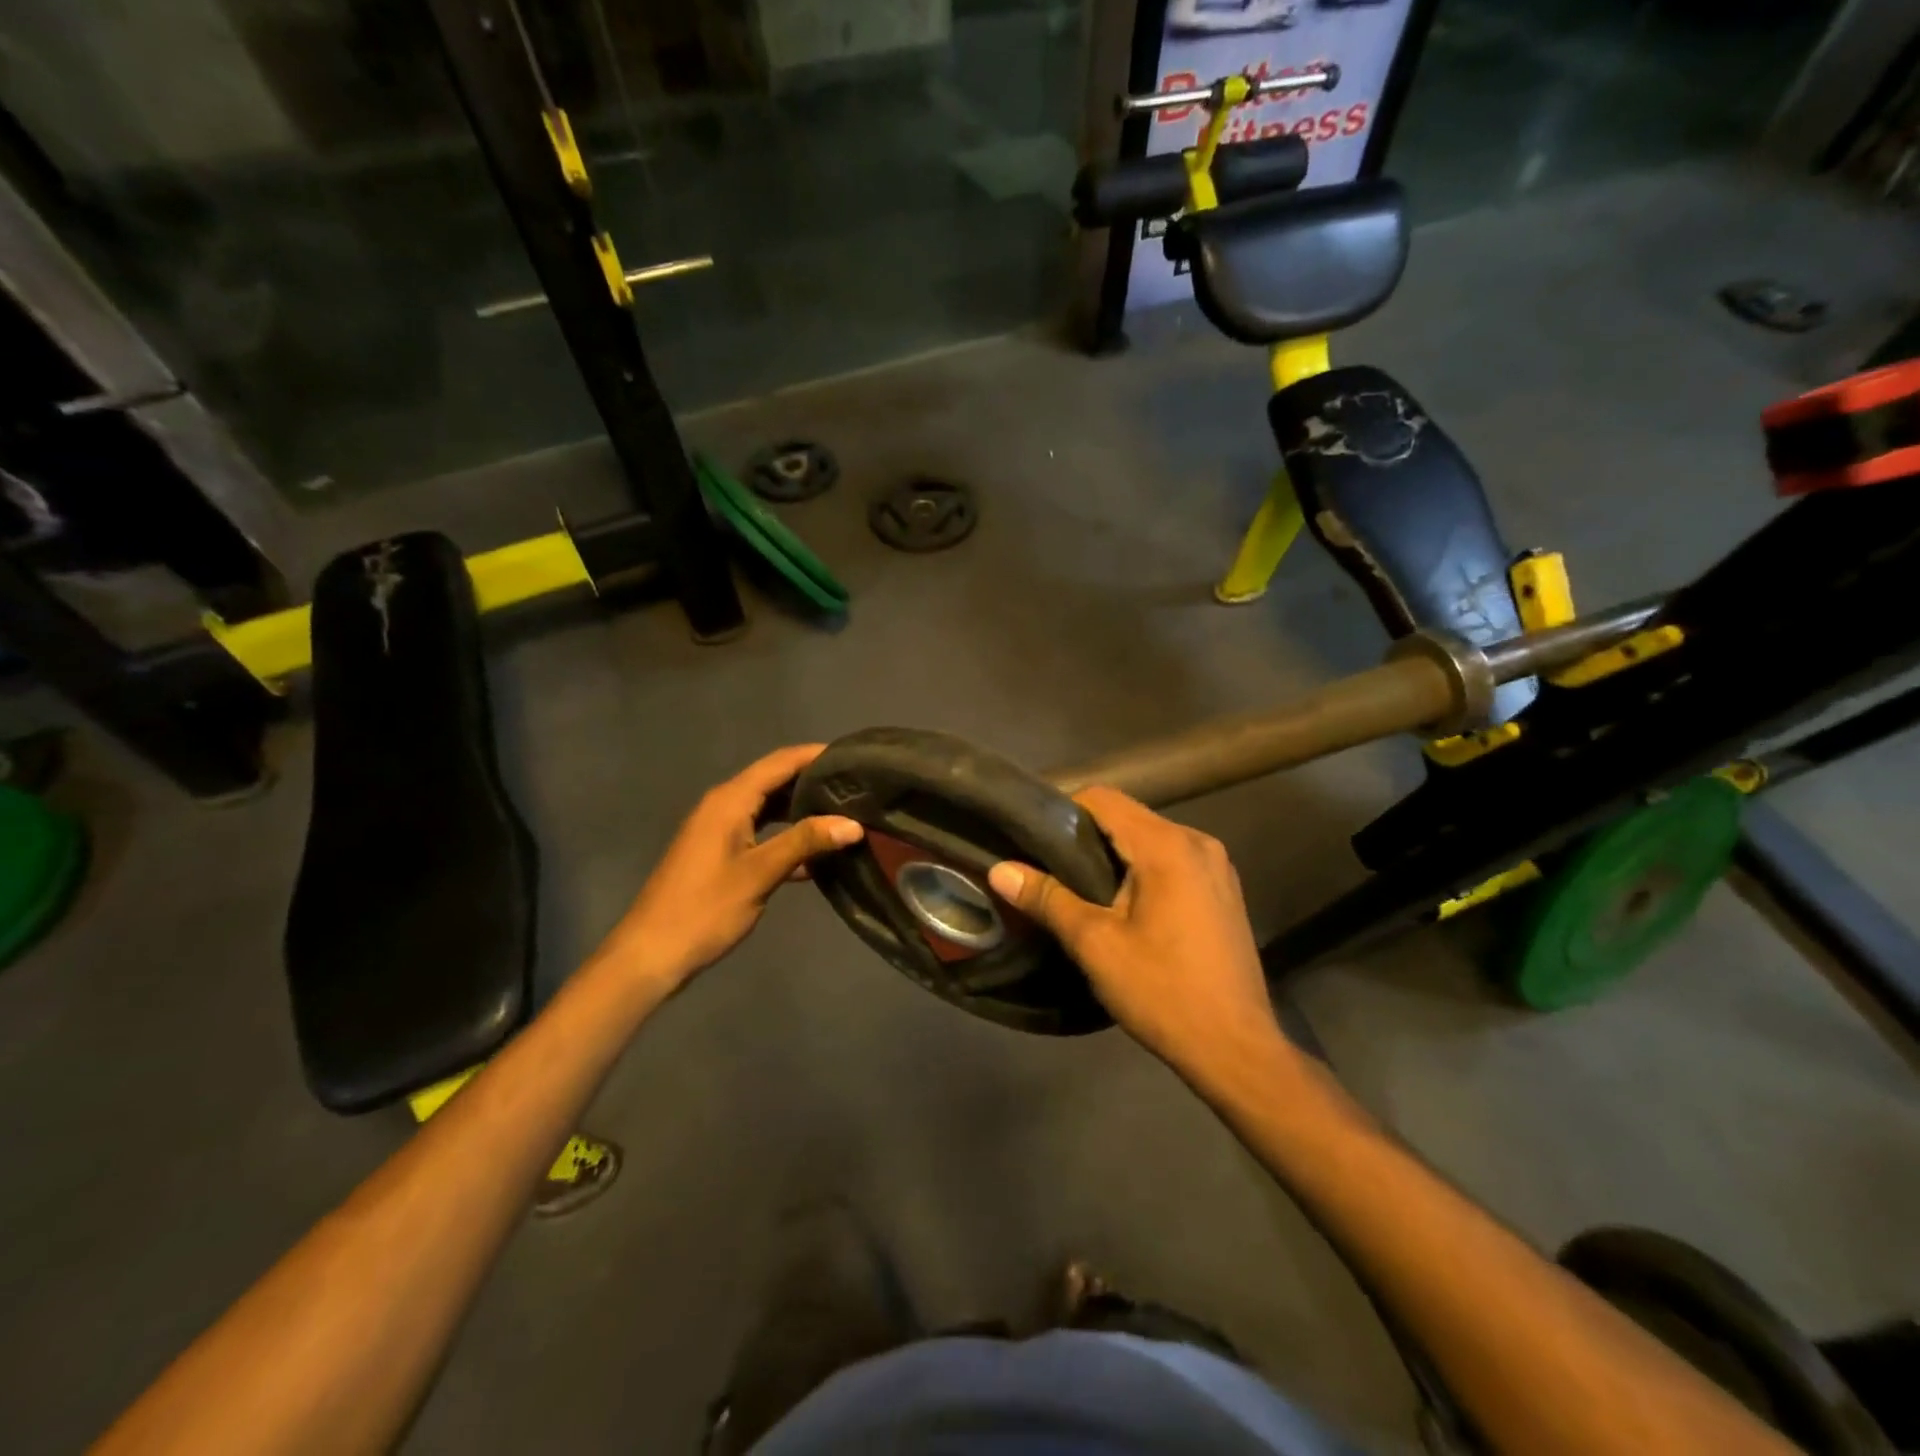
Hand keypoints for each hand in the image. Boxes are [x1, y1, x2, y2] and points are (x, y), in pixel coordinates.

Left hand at [594, 744, 862, 993]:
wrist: (652, 954)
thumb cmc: (704, 908)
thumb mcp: (760, 873)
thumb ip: (805, 842)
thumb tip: (854, 823)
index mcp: (730, 800)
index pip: (781, 762)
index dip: (816, 755)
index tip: (855, 755)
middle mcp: (724, 805)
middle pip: (776, 780)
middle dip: (814, 780)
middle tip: (858, 786)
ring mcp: (721, 830)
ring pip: (770, 808)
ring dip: (804, 809)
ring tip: (846, 813)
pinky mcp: (723, 854)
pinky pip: (763, 833)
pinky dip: (788, 837)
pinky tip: (818, 855)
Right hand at [986, 788, 1286, 1081]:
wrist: (1236, 1049)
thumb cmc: (1163, 992)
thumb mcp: (1096, 945)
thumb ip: (1048, 898)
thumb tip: (1000, 870)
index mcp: (1168, 846)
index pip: (1105, 799)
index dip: (1064, 811)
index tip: (1035, 839)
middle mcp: (1198, 842)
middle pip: (1129, 817)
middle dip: (1087, 836)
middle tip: (1048, 867)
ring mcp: (1217, 865)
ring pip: (1151, 839)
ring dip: (1115, 855)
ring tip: (1079, 888)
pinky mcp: (1223, 889)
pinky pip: (1173, 860)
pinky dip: (1143, 869)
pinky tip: (1123, 905)